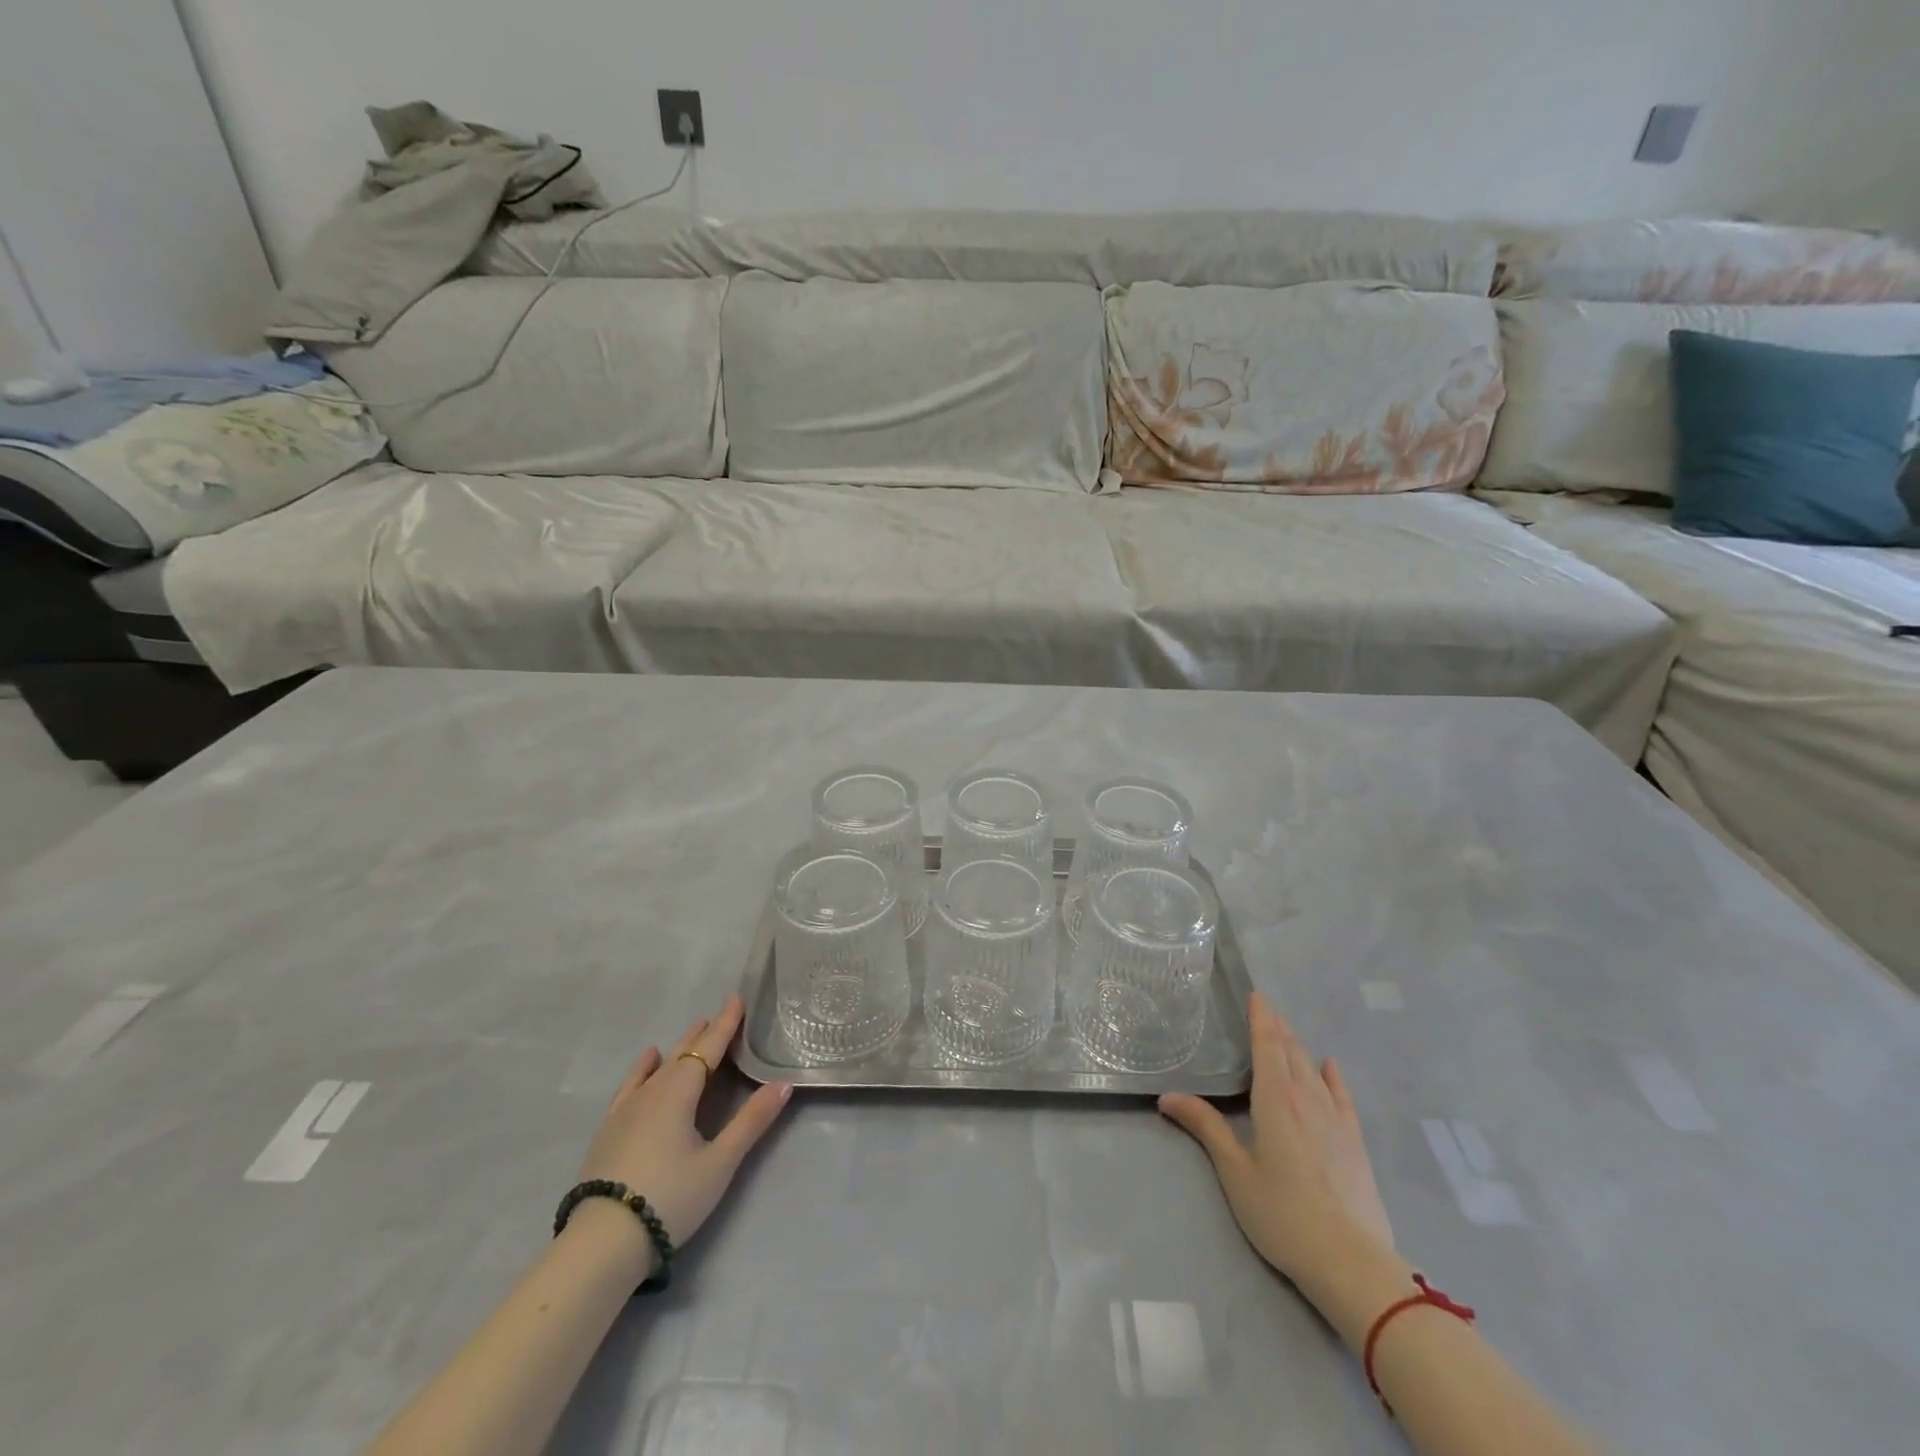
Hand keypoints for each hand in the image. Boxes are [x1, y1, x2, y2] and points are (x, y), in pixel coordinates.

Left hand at [574, 994, 792, 1271]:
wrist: (601, 1243)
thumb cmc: (670, 1198)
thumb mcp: (720, 1162)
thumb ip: (752, 1121)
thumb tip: (784, 1084)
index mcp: (680, 1092)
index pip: (708, 1049)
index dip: (725, 1024)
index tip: (736, 998)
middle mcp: (652, 1091)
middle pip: (683, 1054)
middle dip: (704, 1034)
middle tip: (721, 1016)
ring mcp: (626, 1110)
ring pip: (658, 1068)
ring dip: (679, 1048)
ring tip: (692, 1032)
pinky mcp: (610, 1129)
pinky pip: (631, 1086)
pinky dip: (642, 1069)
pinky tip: (647, 1061)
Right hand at [1159, 992, 1392, 1281]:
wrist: (1351, 1262)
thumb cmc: (1283, 1214)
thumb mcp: (1235, 1171)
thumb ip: (1205, 1127)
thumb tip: (1167, 1096)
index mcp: (1275, 1100)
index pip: (1267, 1046)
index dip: (1261, 1018)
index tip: (1256, 994)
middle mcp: (1307, 1099)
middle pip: (1291, 1051)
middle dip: (1278, 1027)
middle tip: (1265, 1008)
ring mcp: (1335, 1120)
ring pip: (1314, 1069)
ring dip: (1298, 1046)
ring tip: (1286, 1031)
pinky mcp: (1354, 1142)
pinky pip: (1342, 1096)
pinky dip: (1332, 1076)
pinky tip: (1329, 1066)